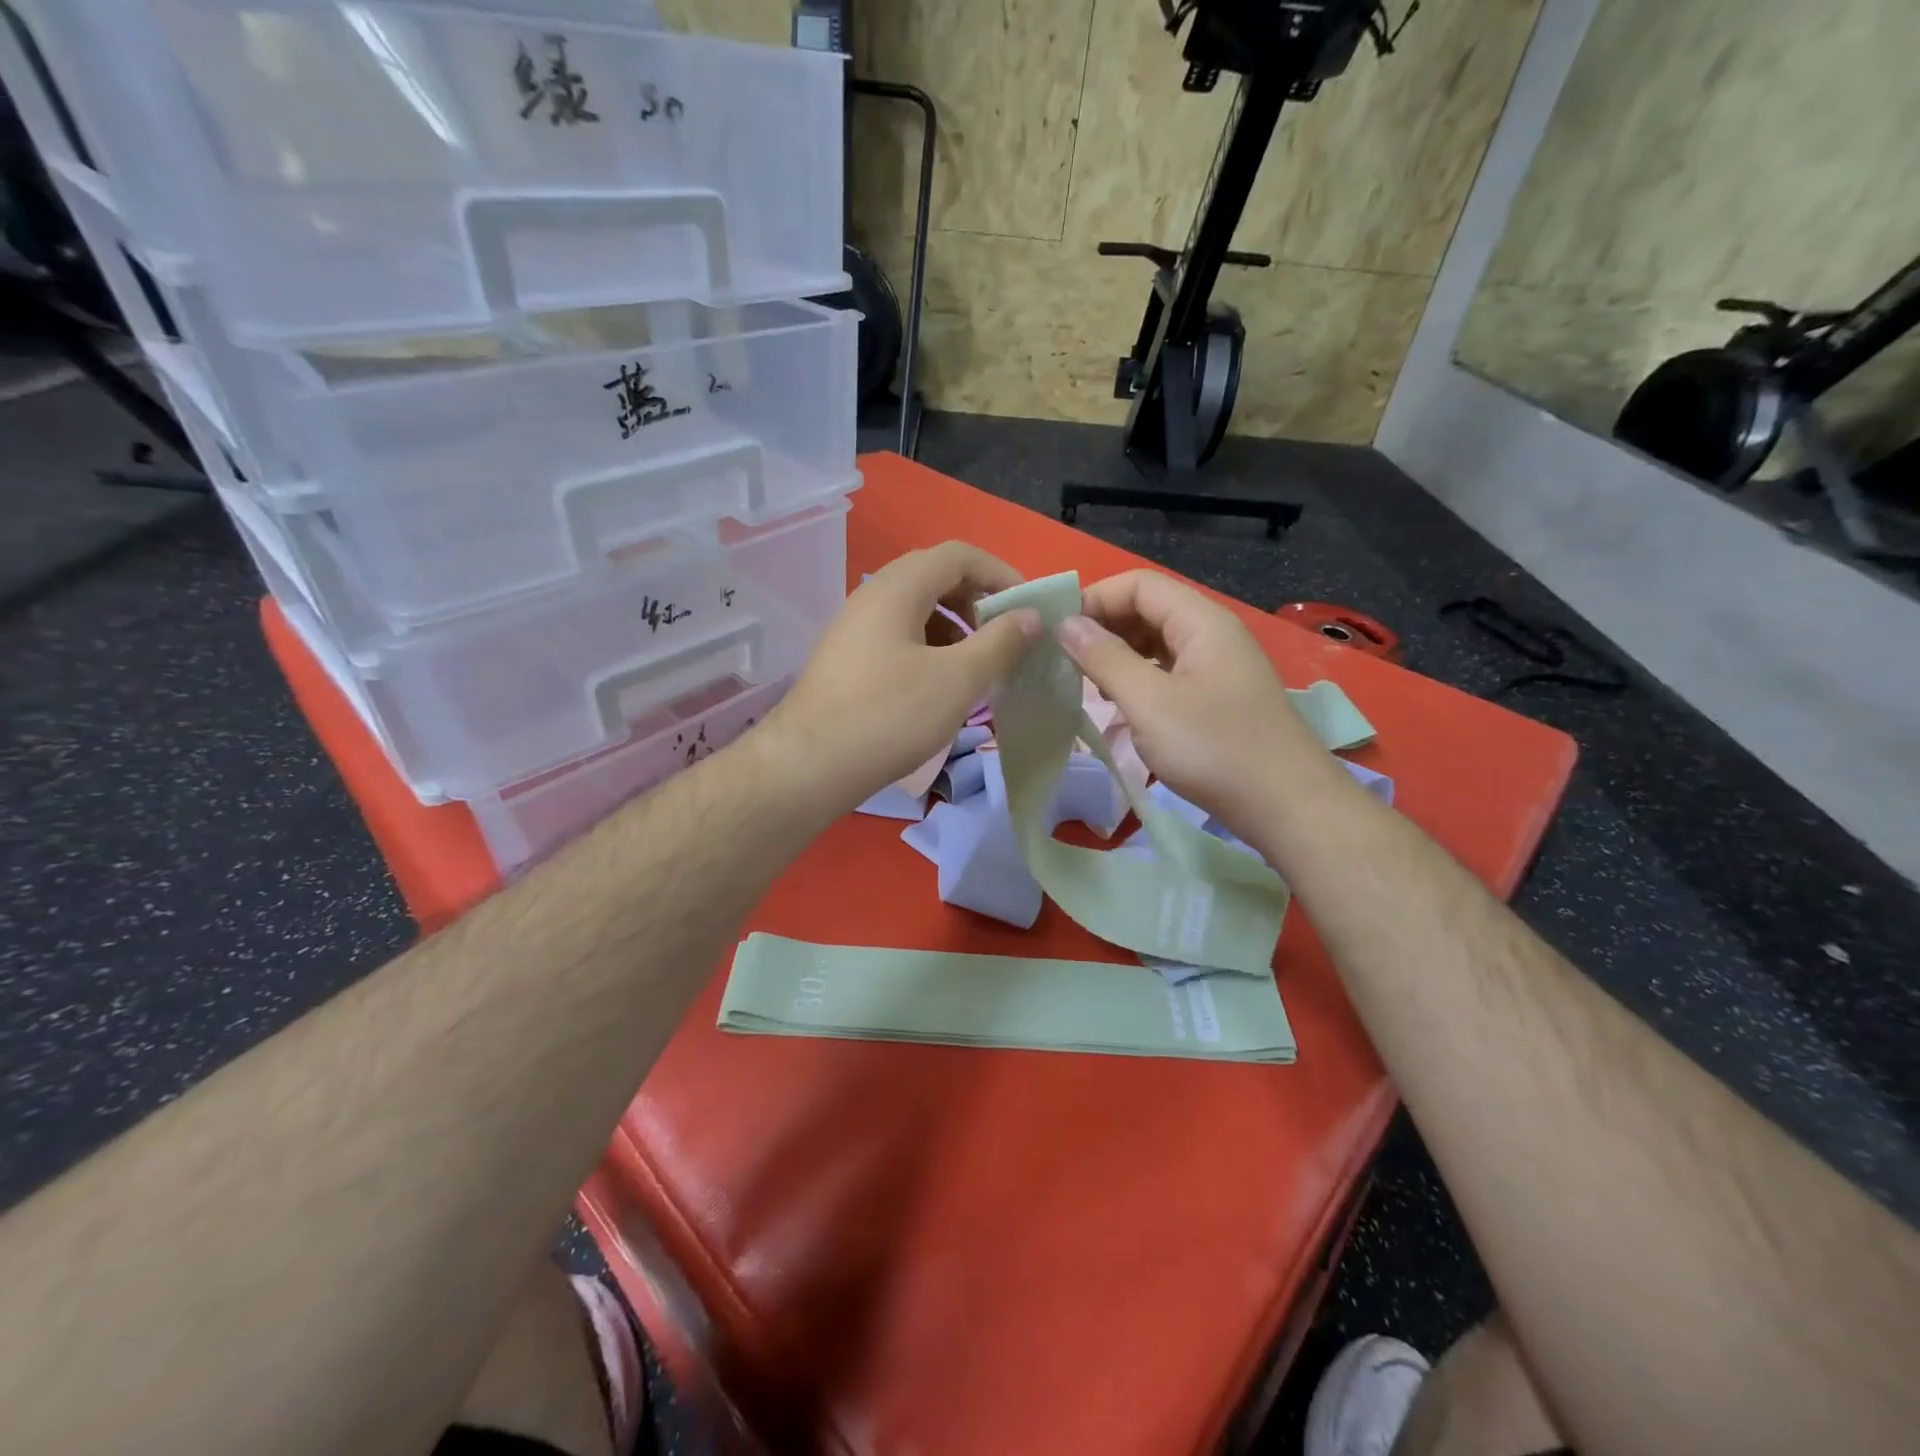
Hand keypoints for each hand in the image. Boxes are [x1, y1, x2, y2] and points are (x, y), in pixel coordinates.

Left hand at [758, 542, 1041, 815]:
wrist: (808, 766)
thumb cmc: (889, 716)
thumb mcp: (957, 680)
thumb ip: (1000, 642)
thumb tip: (1031, 616)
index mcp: (898, 587)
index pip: (959, 555)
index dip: (1001, 573)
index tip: (1029, 607)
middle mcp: (872, 596)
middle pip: (936, 577)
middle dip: (978, 601)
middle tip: (1006, 637)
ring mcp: (856, 628)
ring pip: (917, 610)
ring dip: (956, 627)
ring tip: (979, 665)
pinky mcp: (849, 659)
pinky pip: (899, 637)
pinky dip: (931, 648)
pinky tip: (942, 685)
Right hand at [1058, 570, 1337, 832]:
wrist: (1287, 806)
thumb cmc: (1214, 748)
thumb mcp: (1149, 703)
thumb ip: (1105, 659)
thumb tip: (1067, 625)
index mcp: (1200, 621)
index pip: (1139, 584)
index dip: (1096, 599)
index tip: (1059, 633)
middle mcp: (1212, 634)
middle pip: (1150, 610)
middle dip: (1105, 628)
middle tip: (1067, 662)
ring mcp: (1218, 667)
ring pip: (1158, 644)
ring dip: (1120, 657)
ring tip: (1088, 686)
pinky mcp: (1219, 698)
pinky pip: (1170, 673)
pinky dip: (1140, 681)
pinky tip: (1121, 708)